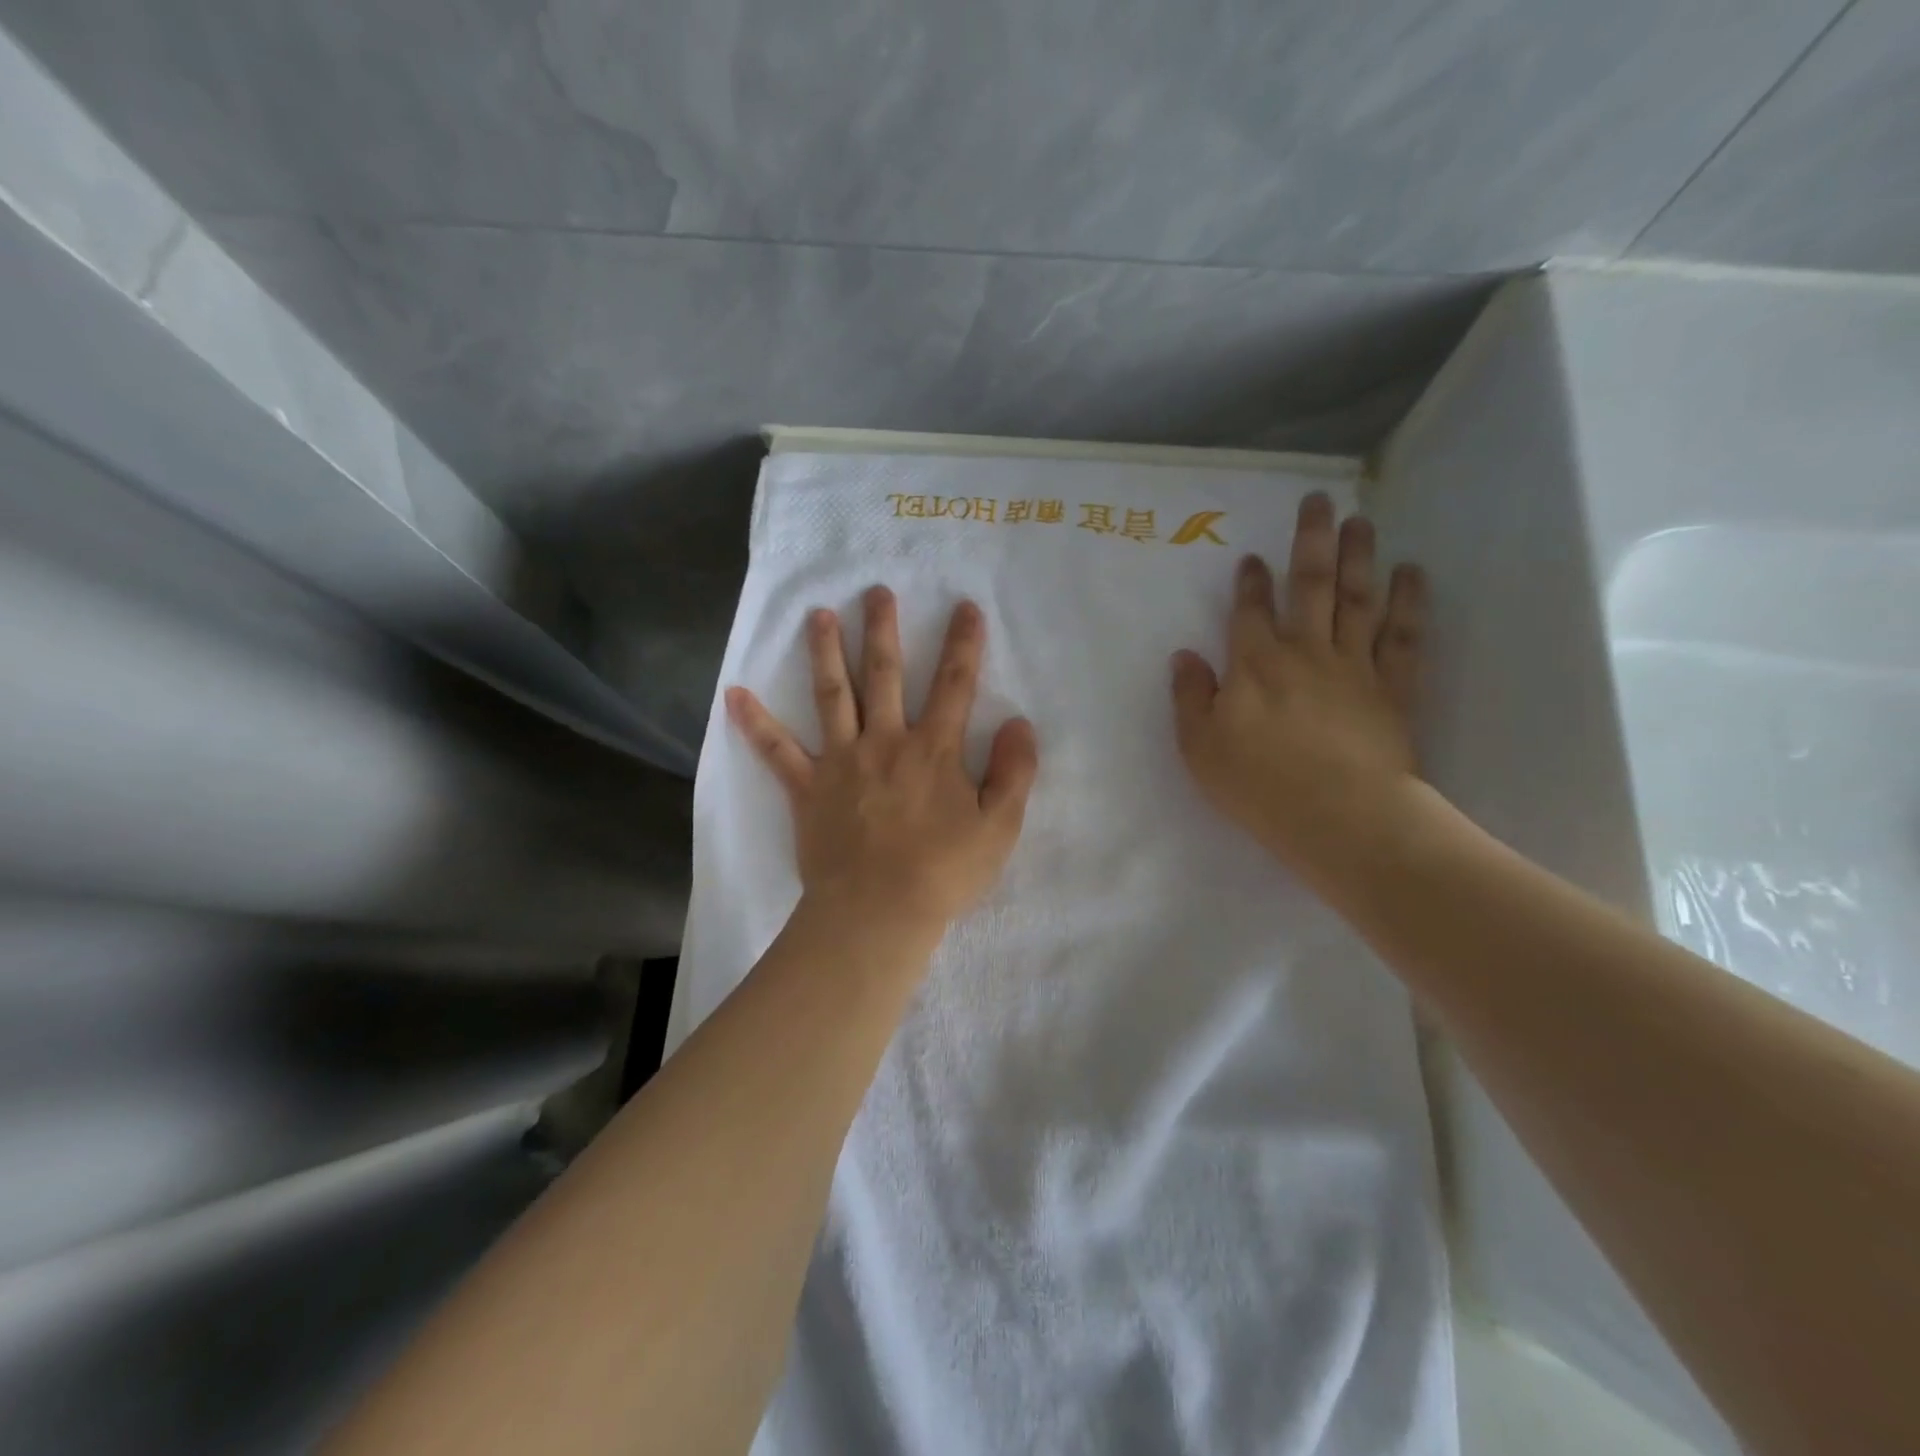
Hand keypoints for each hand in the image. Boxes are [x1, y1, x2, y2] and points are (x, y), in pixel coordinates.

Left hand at [726, 587, 1039, 939]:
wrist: (877, 913)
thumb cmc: (943, 872)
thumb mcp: (999, 827)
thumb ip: (1014, 772)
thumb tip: (1021, 722)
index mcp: (932, 750)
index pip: (954, 686)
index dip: (963, 645)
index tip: (965, 608)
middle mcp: (885, 742)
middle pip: (885, 676)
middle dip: (883, 631)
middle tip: (876, 592)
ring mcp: (841, 762)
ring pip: (832, 696)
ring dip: (826, 652)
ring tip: (818, 615)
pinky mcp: (808, 789)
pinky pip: (777, 752)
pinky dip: (756, 724)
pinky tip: (734, 695)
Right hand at [1171, 493, 1426, 895]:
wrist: (1340, 817)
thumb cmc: (1259, 785)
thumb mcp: (1200, 747)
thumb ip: (1191, 697)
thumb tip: (1184, 656)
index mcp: (1254, 665)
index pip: (1250, 611)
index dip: (1249, 582)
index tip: (1252, 557)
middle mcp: (1305, 652)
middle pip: (1309, 585)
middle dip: (1311, 541)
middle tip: (1319, 501)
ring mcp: (1354, 666)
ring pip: (1357, 599)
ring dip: (1359, 556)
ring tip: (1362, 521)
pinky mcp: (1394, 688)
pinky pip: (1403, 636)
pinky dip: (1409, 603)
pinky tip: (1412, 573)